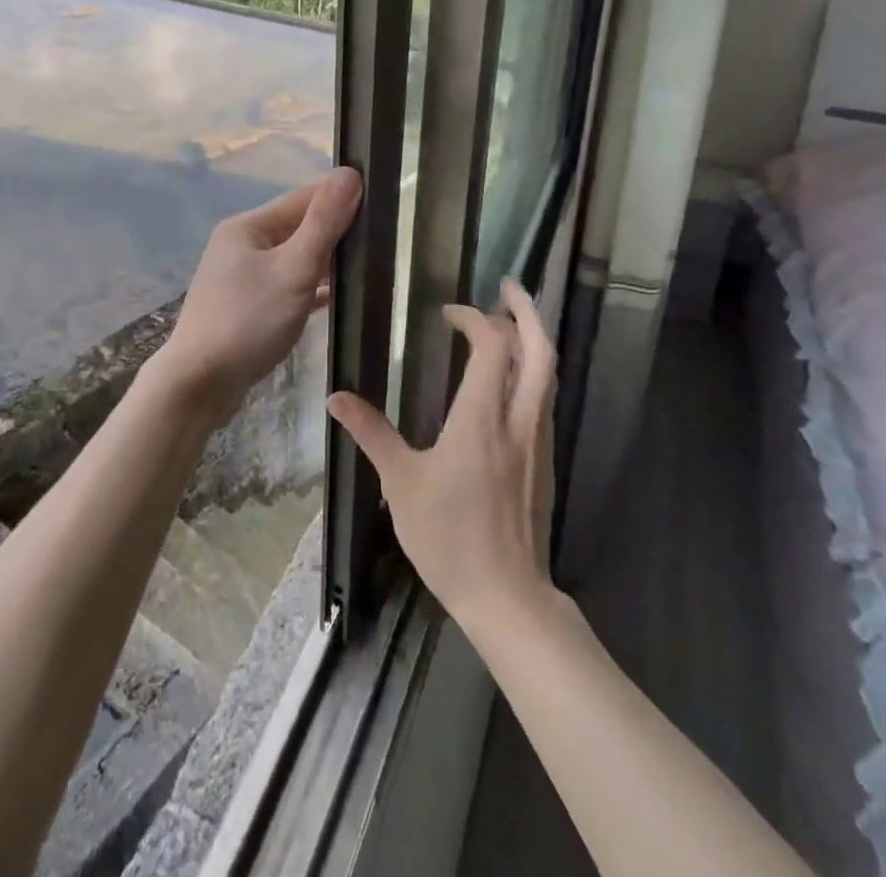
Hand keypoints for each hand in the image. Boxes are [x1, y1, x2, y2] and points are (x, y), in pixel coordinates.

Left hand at [159, 167, 363, 431]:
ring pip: (294, 259)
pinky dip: (312, 288)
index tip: (382, 199)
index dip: (341, 196)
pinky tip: (341, 296)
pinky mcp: (248, 307)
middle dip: (337, 231)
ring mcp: (243, 278)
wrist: (199, 385)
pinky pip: (288, 286)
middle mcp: (242, 245)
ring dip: (326, 261)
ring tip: (370, 263)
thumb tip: (350, 173)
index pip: (304, 198)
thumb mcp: (293, 269)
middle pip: (299, 228)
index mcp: (248, 227)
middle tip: (384, 236)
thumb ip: (323, 224)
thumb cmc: (247, 321)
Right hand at [327, 279, 557, 626]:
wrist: (507, 597)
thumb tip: (335, 397)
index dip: (474, 318)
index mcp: (482, 417)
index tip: (448, 313)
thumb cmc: (449, 537)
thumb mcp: (400, 482)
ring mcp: (537, 439)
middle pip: (540, 349)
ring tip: (510, 321)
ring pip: (549, 373)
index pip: (493, 345)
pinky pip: (545, 398)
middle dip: (527, 311)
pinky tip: (510, 378)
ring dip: (534, 338)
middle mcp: (519, 418)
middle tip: (507, 287)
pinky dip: (533, 370)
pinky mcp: (543, 459)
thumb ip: (371, 433)